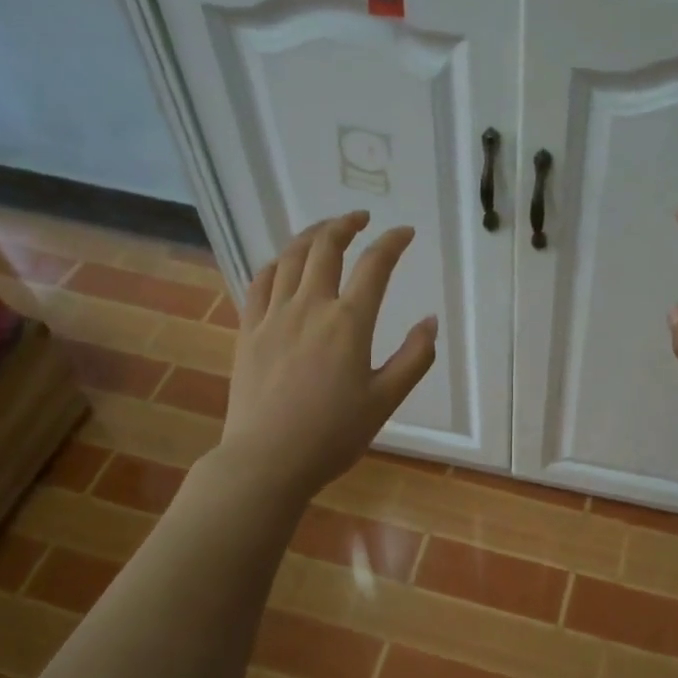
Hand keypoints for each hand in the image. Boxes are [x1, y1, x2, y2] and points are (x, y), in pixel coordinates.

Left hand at [221, 211, 436, 502]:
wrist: (267, 460)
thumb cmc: (333, 435)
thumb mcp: (386, 401)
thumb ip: (413, 358)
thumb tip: (430, 321)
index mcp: (348, 323)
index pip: (374, 265)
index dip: (392, 242)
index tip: (404, 232)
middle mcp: (310, 307)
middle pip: (325, 247)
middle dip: (345, 224)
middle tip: (360, 218)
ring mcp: (273, 316)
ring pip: (289, 258)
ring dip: (310, 236)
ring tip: (324, 230)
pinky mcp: (248, 331)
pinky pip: (259, 283)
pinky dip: (275, 264)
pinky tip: (283, 264)